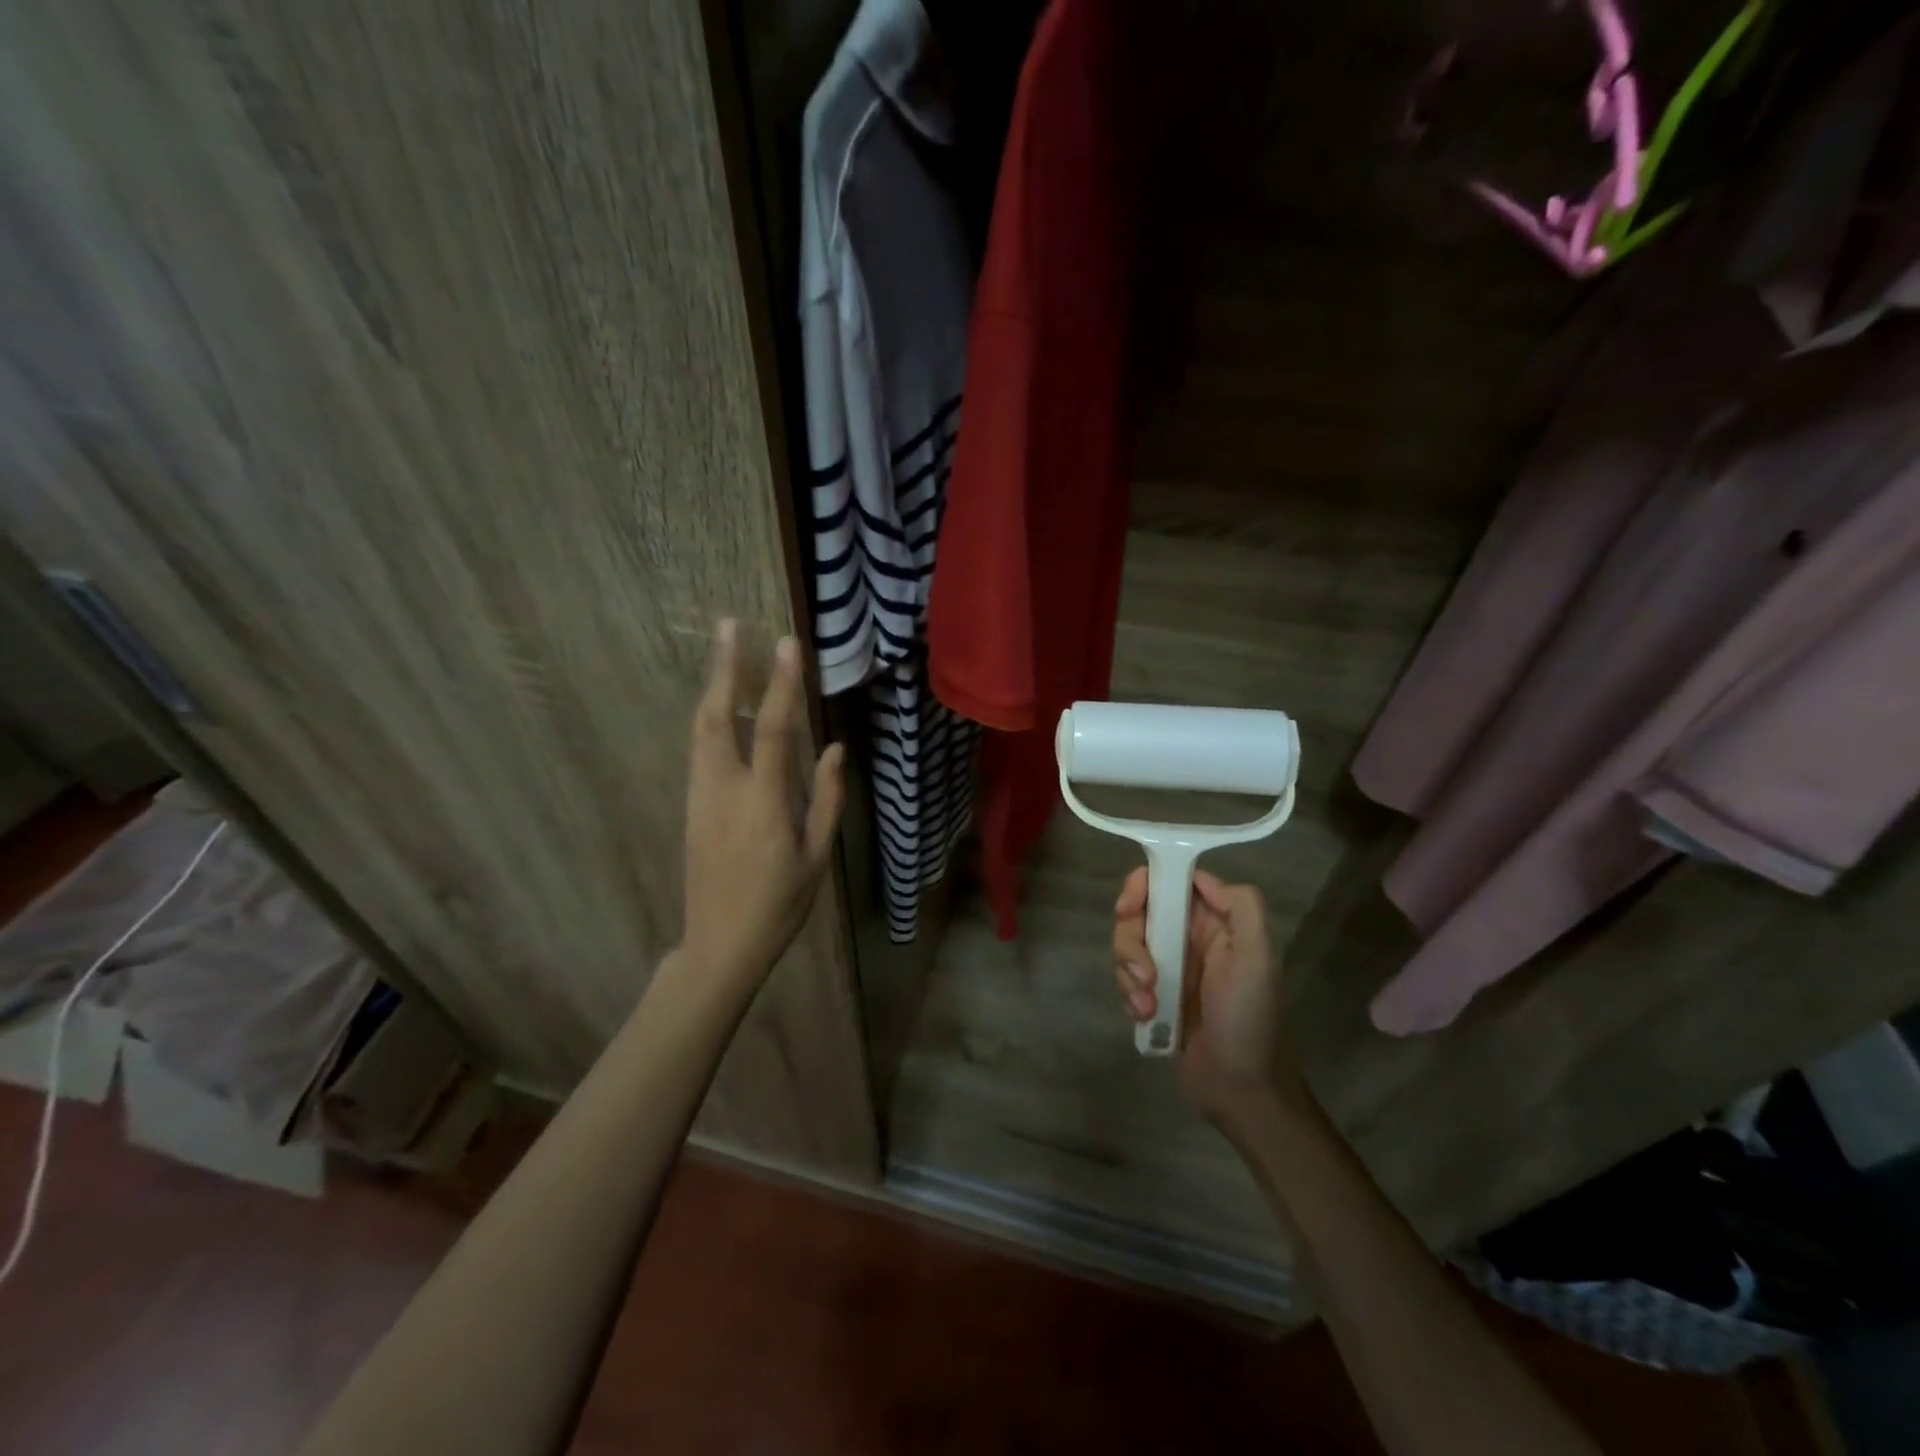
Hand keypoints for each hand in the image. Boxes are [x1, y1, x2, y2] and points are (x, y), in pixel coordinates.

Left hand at [681, 620, 844, 990]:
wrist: (720, 944)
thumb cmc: (780, 904)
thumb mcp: (818, 857)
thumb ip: (828, 799)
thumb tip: (835, 749)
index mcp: (764, 804)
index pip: (774, 730)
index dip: (782, 685)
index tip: (786, 644)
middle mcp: (724, 790)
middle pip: (718, 717)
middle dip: (724, 668)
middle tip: (729, 626)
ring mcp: (700, 796)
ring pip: (701, 730)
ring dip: (713, 688)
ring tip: (724, 653)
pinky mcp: (690, 806)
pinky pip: (699, 750)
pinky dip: (710, 718)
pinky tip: (721, 706)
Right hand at [1112, 869, 1301, 1117]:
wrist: (1239, 1089)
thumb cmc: (1249, 1018)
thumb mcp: (1257, 957)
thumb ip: (1240, 906)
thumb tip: (1199, 876)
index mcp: (1214, 920)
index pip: (1170, 880)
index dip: (1142, 886)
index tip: (1128, 909)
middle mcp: (1188, 935)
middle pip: (1139, 912)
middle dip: (1131, 941)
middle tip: (1144, 973)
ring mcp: (1168, 966)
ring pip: (1127, 945)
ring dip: (1130, 973)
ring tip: (1148, 1005)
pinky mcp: (1152, 994)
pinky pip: (1125, 978)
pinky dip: (1129, 995)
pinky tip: (1147, 1017)